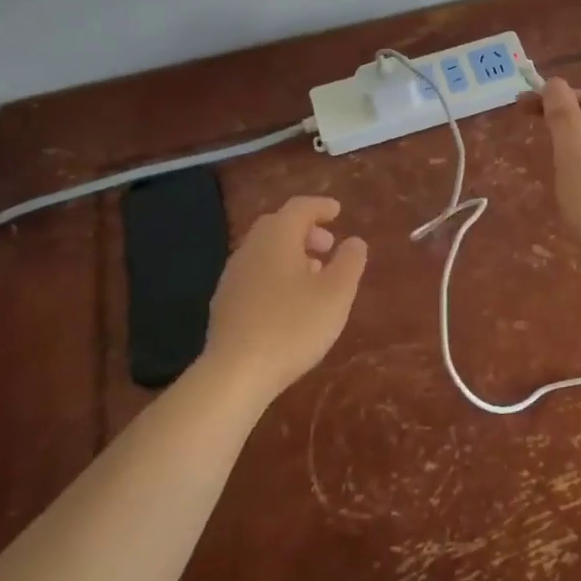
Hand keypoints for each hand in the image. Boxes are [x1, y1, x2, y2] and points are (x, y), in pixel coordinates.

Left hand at [204, 195, 367, 401]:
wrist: (235, 373)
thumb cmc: (292, 326)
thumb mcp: (336, 295)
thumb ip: (349, 263)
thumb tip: (355, 241)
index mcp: (277, 238)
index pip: (299, 208)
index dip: (320, 207)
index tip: (337, 211)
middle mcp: (251, 249)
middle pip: (278, 226)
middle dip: (304, 230)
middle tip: (327, 245)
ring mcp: (233, 276)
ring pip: (265, 251)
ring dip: (290, 254)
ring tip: (314, 274)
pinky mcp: (225, 303)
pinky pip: (255, 274)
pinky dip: (276, 274)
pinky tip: (289, 301)